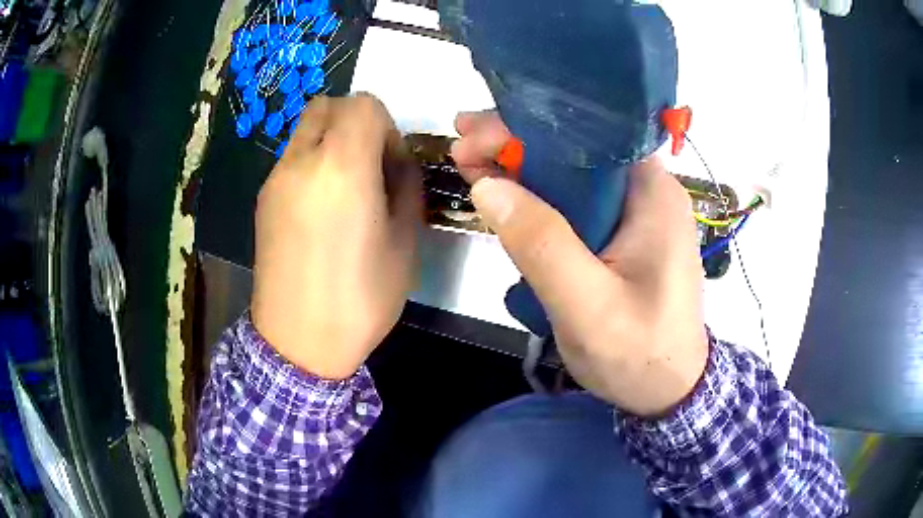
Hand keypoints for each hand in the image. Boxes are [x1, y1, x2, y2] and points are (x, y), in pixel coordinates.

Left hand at [251, 95, 420, 379]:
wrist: (298, 342)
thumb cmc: (360, 298)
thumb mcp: (405, 242)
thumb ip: (405, 186)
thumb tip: (396, 162)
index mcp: (342, 167)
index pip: (363, 104)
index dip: (385, 127)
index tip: (391, 164)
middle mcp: (301, 161)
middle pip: (327, 106)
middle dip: (355, 122)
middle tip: (369, 166)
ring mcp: (275, 179)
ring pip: (306, 131)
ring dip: (331, 142)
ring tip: (345, 192)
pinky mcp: (262, 199)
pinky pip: (291, 159)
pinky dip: (311, 165)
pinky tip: (320, 212)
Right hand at [452, 111, 707, 416]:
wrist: (669, 391)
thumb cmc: (640, 353)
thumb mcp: (588, 305)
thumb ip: (541, 244)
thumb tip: (487, 186)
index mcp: (651, 193)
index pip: (587, 134)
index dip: (527, 127)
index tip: (474, 133)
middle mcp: (647, 192)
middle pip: (576, 150)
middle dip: (516, 144)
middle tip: (462, 145)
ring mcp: (637, 214)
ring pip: (572, 176)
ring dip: (522, 169)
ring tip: (471, 164)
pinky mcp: (624, 236)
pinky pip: (576, 205)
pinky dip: (537, 198)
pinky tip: (505, 197)